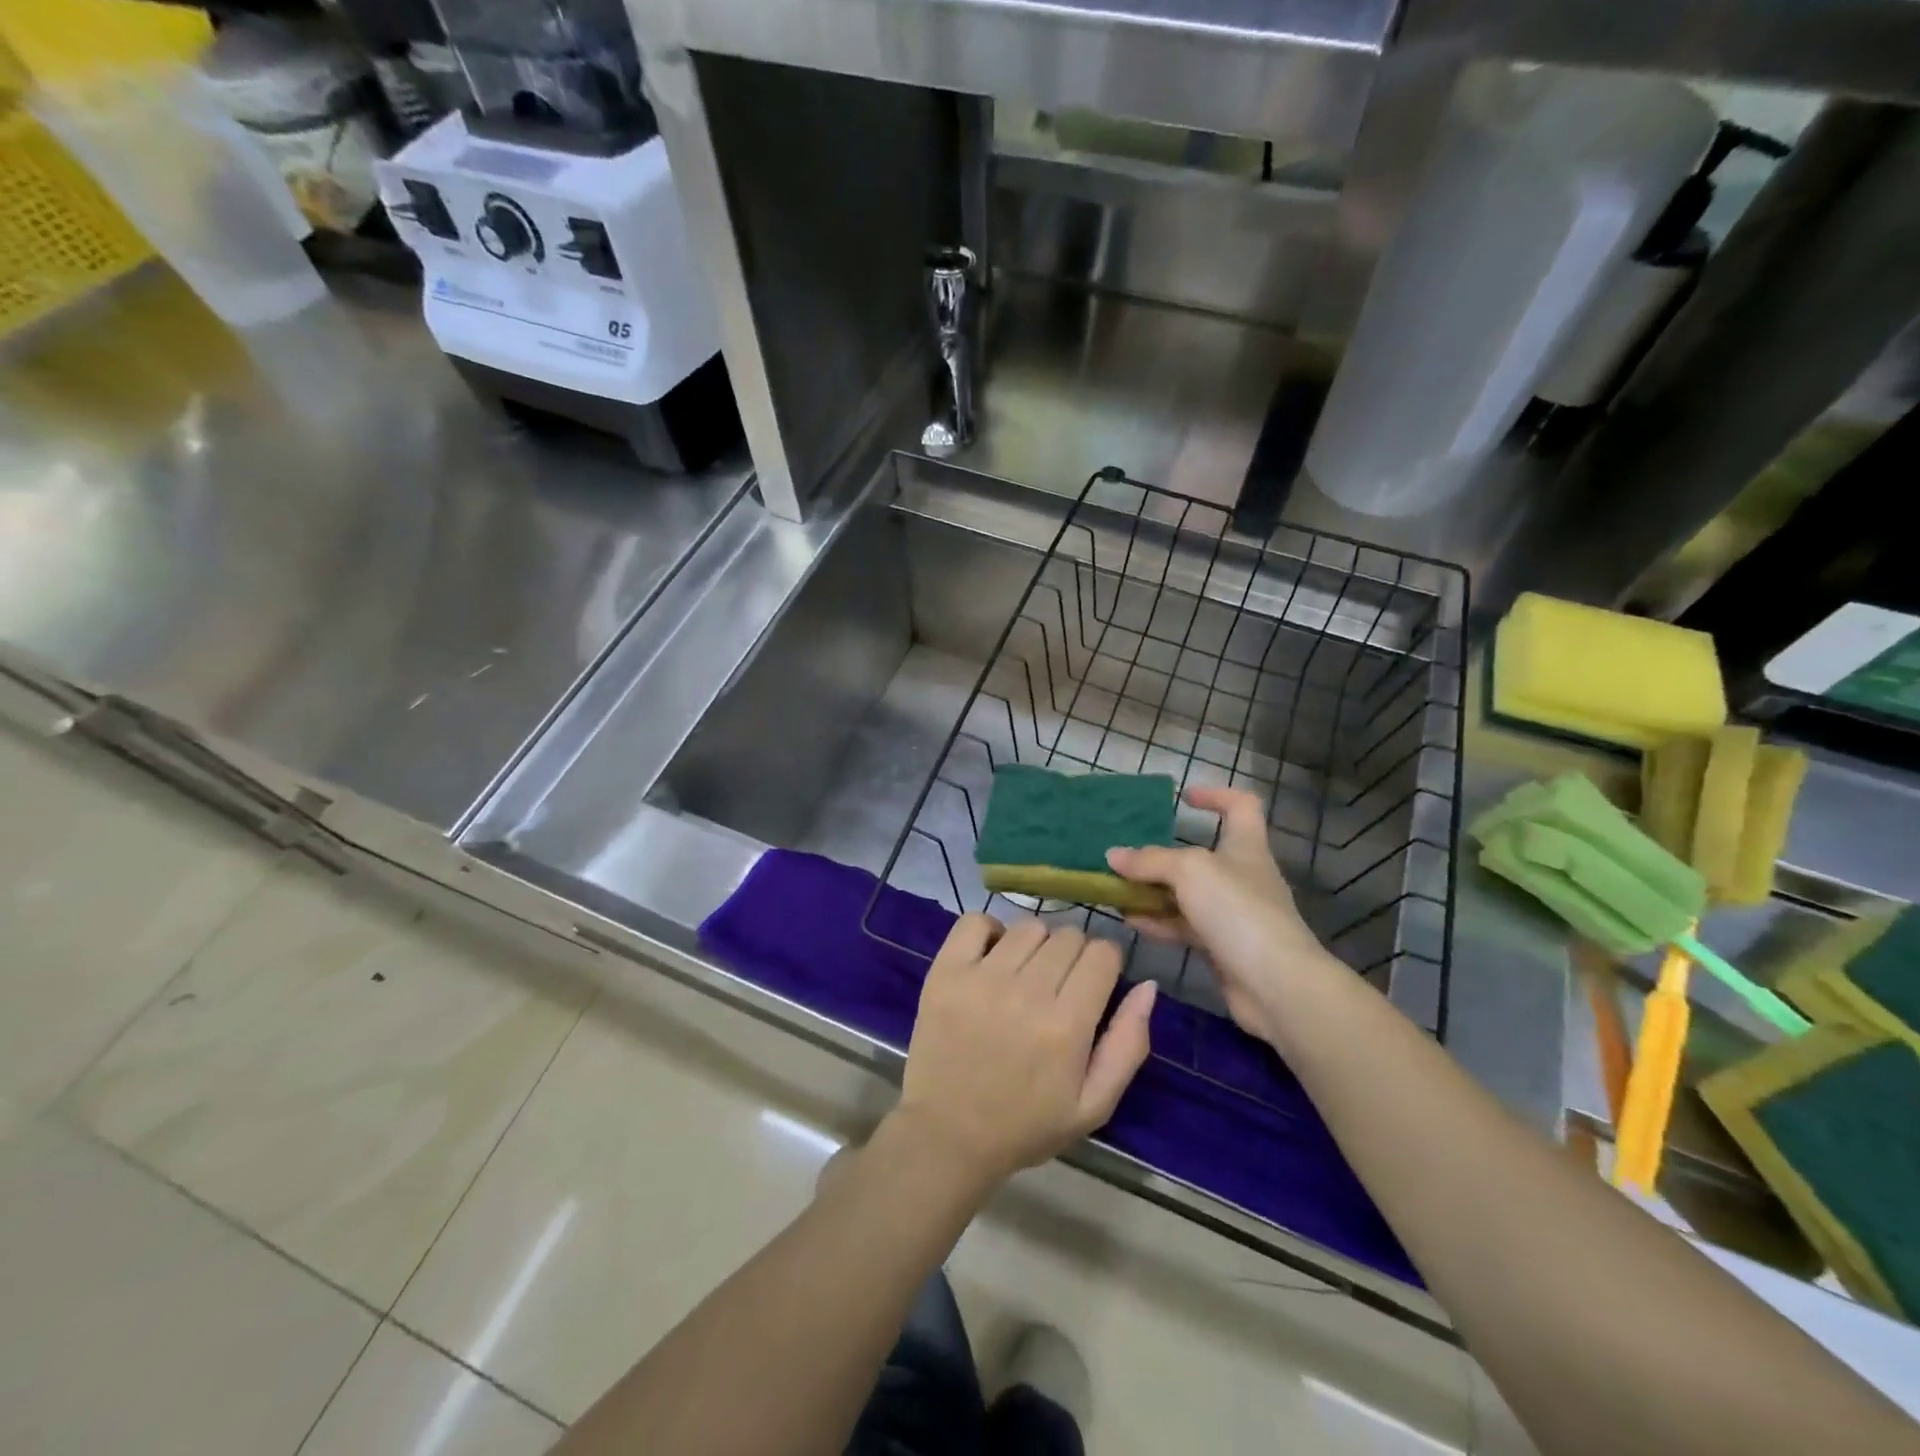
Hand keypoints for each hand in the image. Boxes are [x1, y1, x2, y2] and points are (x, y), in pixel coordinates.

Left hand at [895, 915, 1155, 1185]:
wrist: (948, 1135)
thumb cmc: (1026, 1125)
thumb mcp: (1094, 1105)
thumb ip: (1128, 1045)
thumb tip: (1148, 986)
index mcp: (1066, 1026)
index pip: (1102, 954)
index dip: (1105, 964)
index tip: (1094, 984)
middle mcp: (1026, 992)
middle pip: (1068, 936)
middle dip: (1074, 955)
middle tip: (1059, 986)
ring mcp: (981, 978)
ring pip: (1029, 926)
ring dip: (1036, 944)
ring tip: (1026, 974)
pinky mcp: (945, 972)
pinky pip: (975, 921)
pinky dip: (989, 930)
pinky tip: (992, 957)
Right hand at [1105, 786, 1336, 1045]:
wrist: (1276, 985)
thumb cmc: (1238, 910)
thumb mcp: (1189, 871)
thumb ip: (1149, 861)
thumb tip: (1113, 855)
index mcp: (1246, 846)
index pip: (1241, 806)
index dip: (1216, 795)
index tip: (1184, 798)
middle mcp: (1241, 876)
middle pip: (1201, 855)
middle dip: (1163, 855)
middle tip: (1127, 856)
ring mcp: (1232, 914)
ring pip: (1186, 894)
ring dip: (1152, 891)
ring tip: (1115, 890)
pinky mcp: (1221, 947)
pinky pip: (1183, 926)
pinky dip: (1157, 921)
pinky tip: (1129, 920)